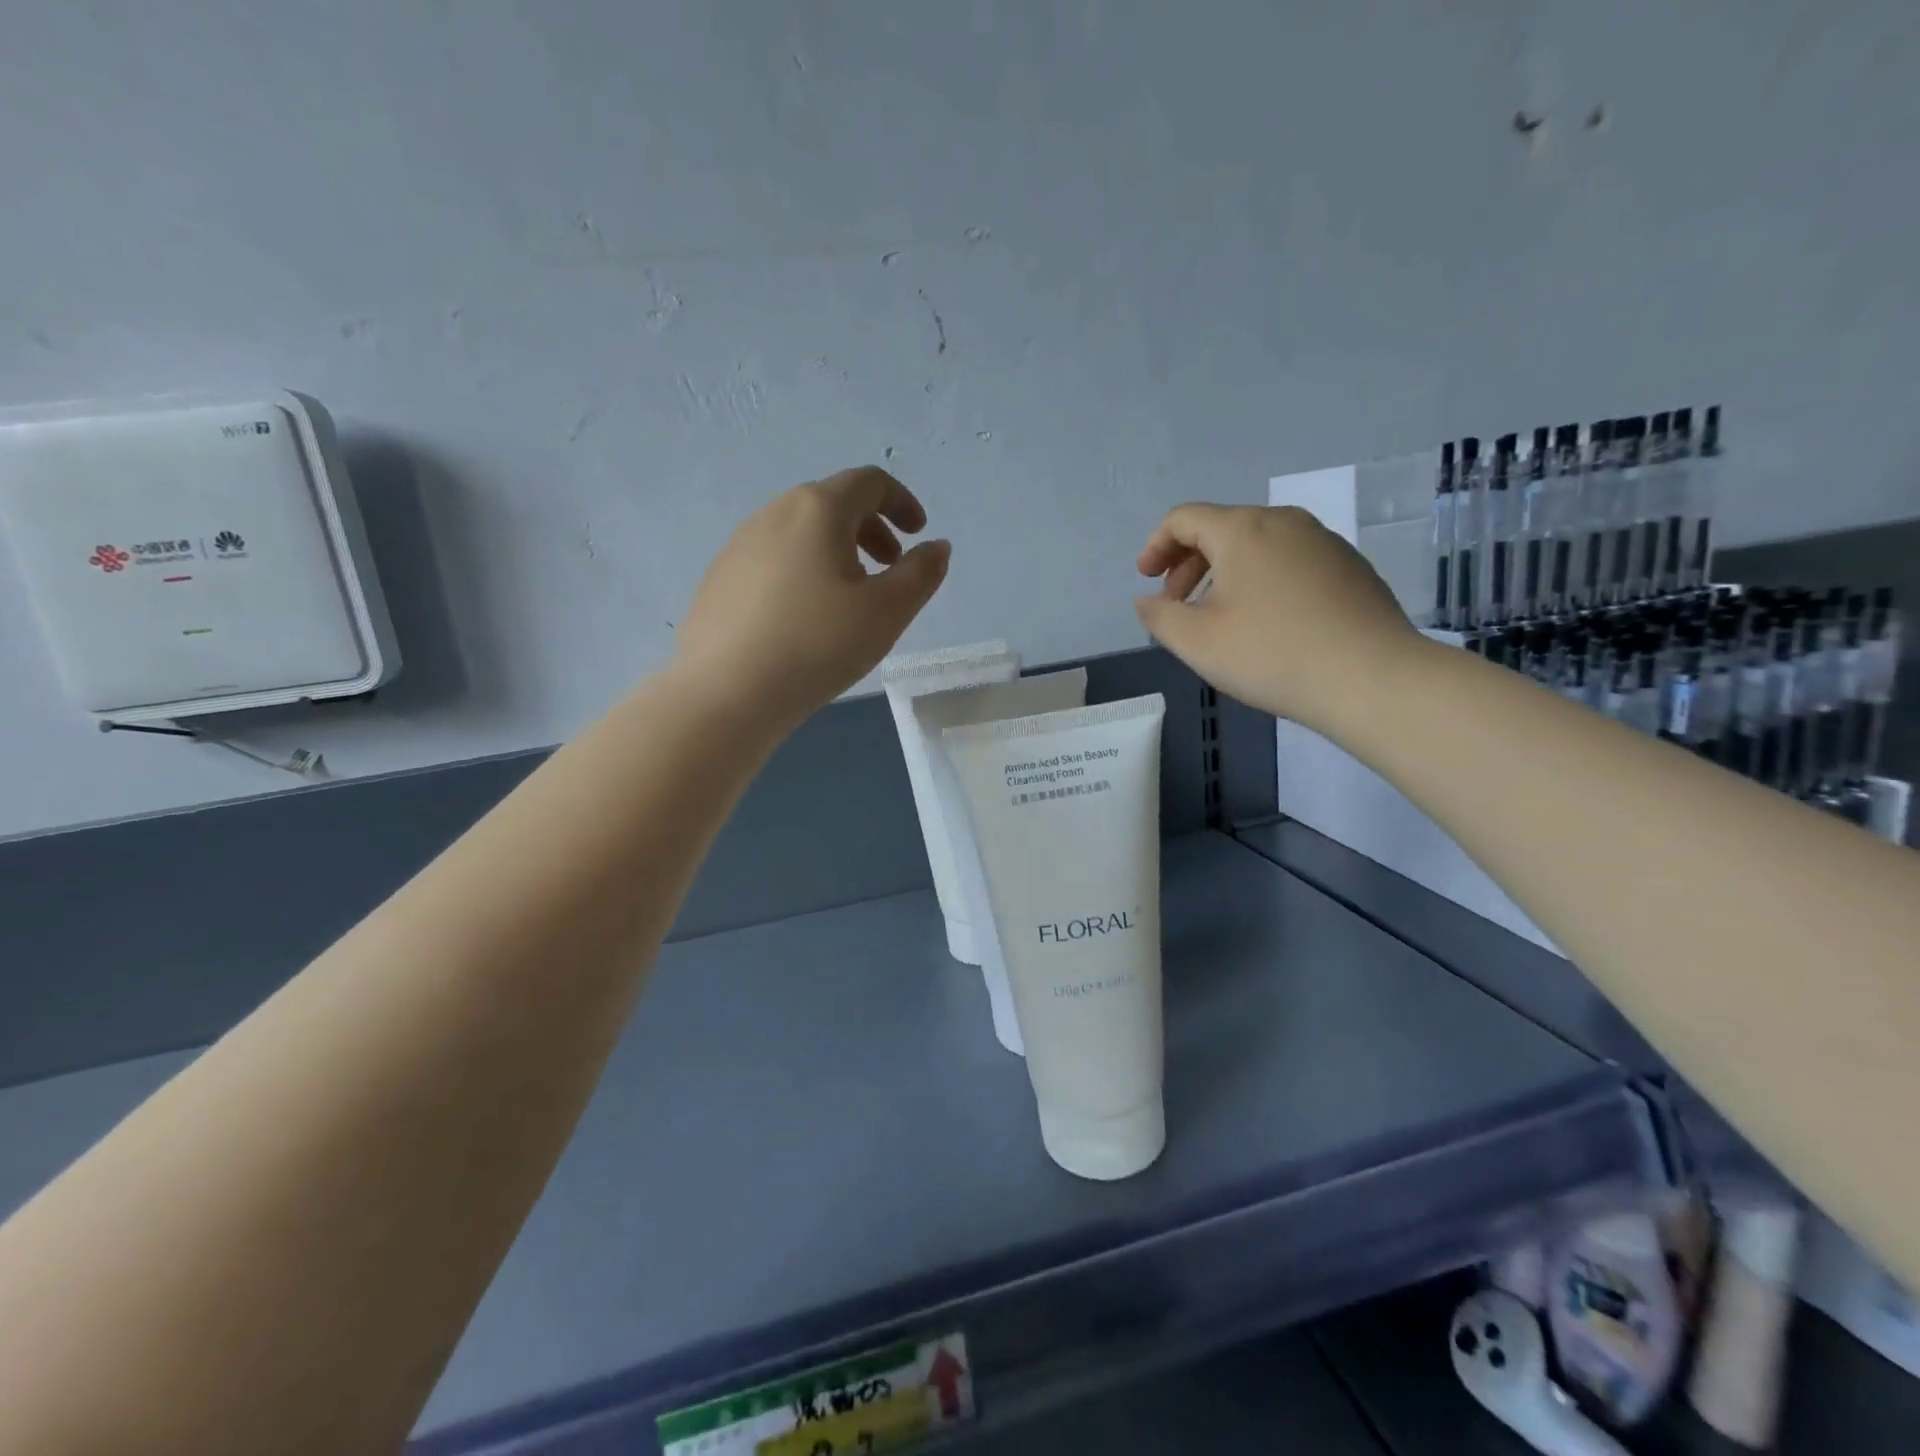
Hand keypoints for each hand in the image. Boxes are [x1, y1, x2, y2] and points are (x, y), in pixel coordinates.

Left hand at [674, 468, 950, 729]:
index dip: (902, 501)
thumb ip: (921, 573)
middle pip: (832, 503)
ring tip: (849, 596)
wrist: (726, 692)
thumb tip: (936, 547)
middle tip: (889, 566)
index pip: (868, 482)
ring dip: (836, 549)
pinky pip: (773, 558)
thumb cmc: (817, 645)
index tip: (918, 533)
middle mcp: (774, 513)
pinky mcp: (719, 578)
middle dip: (870, 527)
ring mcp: (739, 544)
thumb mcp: (887, 612)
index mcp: (818, 509)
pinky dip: (803, 569)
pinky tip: (804, 617)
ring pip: (800, 531)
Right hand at [1134, 503, 1419, 731]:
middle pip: (1221, 527)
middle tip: (1176, 604)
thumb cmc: (1271, 654)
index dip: (1155, 545)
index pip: (1184, 518)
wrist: (1371, 677)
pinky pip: (1289, 560)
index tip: (1146, 580)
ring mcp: (1323, 541)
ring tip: (1218, 616)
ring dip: (1224, 573)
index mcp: (1243, 530)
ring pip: (1257, 544)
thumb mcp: (1196, 642)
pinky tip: (1266, 622)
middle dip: (1188, 562)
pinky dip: (1261, 579)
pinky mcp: (1349, 566)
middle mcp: (1284, 521)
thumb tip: (1146, 600)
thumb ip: (1159, 616)